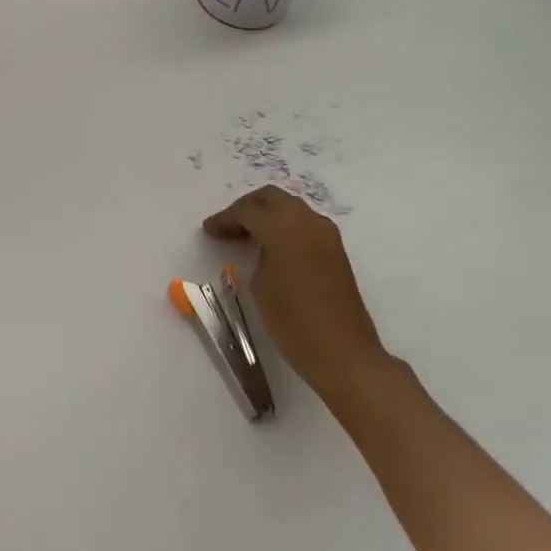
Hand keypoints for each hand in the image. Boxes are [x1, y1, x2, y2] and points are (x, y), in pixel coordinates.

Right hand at [203, 186, 388, 398]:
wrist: (342, 352)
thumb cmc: (292, 320)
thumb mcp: (259, 285)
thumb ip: (255, 254)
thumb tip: (258, 246)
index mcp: (283, 226)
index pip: (247, 211)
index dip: (224, 218)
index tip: (208, 229)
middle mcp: (307, 221)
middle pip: (271, 198)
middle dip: (246, 207)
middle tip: (227, 225)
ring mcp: (325, 233)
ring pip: (290, 207)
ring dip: (267, 214)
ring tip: (246, 235)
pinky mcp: (335, 249)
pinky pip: (304, 223)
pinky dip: (284, 225)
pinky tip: (271, 245)